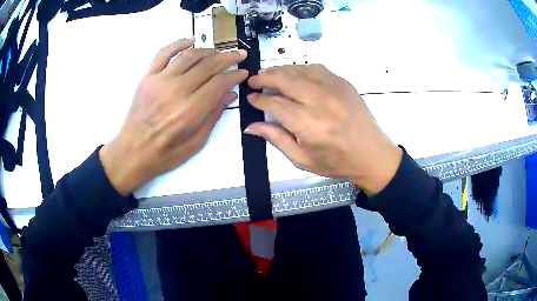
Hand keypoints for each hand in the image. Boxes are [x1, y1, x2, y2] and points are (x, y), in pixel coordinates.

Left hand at [99, 38, 247, 194]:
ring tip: (218, 53)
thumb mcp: (196, 143)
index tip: (243, 72)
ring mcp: (160, 81)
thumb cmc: (165, 154)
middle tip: (239, 55)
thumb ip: (214, 116)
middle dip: (228, 58)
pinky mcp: (148, 77)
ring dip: (208, 51)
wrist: (132, 153)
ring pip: (189, 56)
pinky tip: (191, 40)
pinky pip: (163, 53)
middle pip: (208, 66)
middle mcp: (177, 91)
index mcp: (191, 111)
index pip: (219, 83)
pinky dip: (178, 43)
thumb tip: (230, 94)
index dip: (235, 75)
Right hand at [246, 64, 401, 194]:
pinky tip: (294, 74)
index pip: (275, 104)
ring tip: (269, 74)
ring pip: (299, 70)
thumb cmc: (337, 162)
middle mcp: (321, 102)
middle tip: (253, 80)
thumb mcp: (302, 159)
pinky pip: (317, 69)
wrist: (372, 155)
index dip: (259, 99)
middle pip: (285, 80)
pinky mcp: (344, 83)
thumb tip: (251, 126)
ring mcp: (334, 89)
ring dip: (280, 70)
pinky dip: (301, 69)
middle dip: (265, 77)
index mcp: (309, 125)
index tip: (250, 97)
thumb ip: (276, 139)